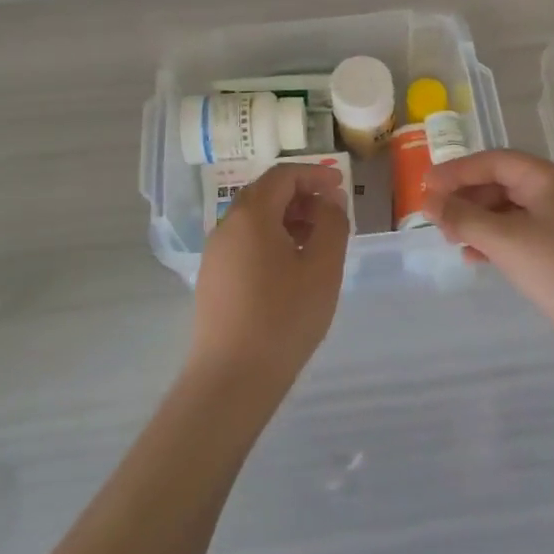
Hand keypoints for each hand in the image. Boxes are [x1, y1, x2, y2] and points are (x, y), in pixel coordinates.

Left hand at [188, 162, 349, 399]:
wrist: (231, 378)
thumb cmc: (284, 317)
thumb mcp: (323, 268)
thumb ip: (333, 224)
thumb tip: (330, 200)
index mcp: (251, 215)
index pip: (283, 176)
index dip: (314, 174)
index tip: (341, 185)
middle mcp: (227, 225)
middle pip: (265, 193)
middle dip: (300, 195)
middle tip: (331, 212)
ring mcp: (215, 253)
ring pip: (253, 219)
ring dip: (286, 218)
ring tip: (316, 241)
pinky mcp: (213, 279)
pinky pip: (244, 242)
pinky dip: (270, 239)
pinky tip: (290, 267)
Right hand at [424, 150, 553, 382]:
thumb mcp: (505, 242)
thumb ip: (463, 217)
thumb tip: (427, 200)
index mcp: (550, 178)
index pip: (495, 161)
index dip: (457, 171)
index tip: (424, 185)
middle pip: (503, 183)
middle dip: (466, 197)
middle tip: (435, 216)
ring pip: (511, 209)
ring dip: (478, 220)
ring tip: (450, 238)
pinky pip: (523, 232)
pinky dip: (497, 239)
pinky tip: (475, 256)